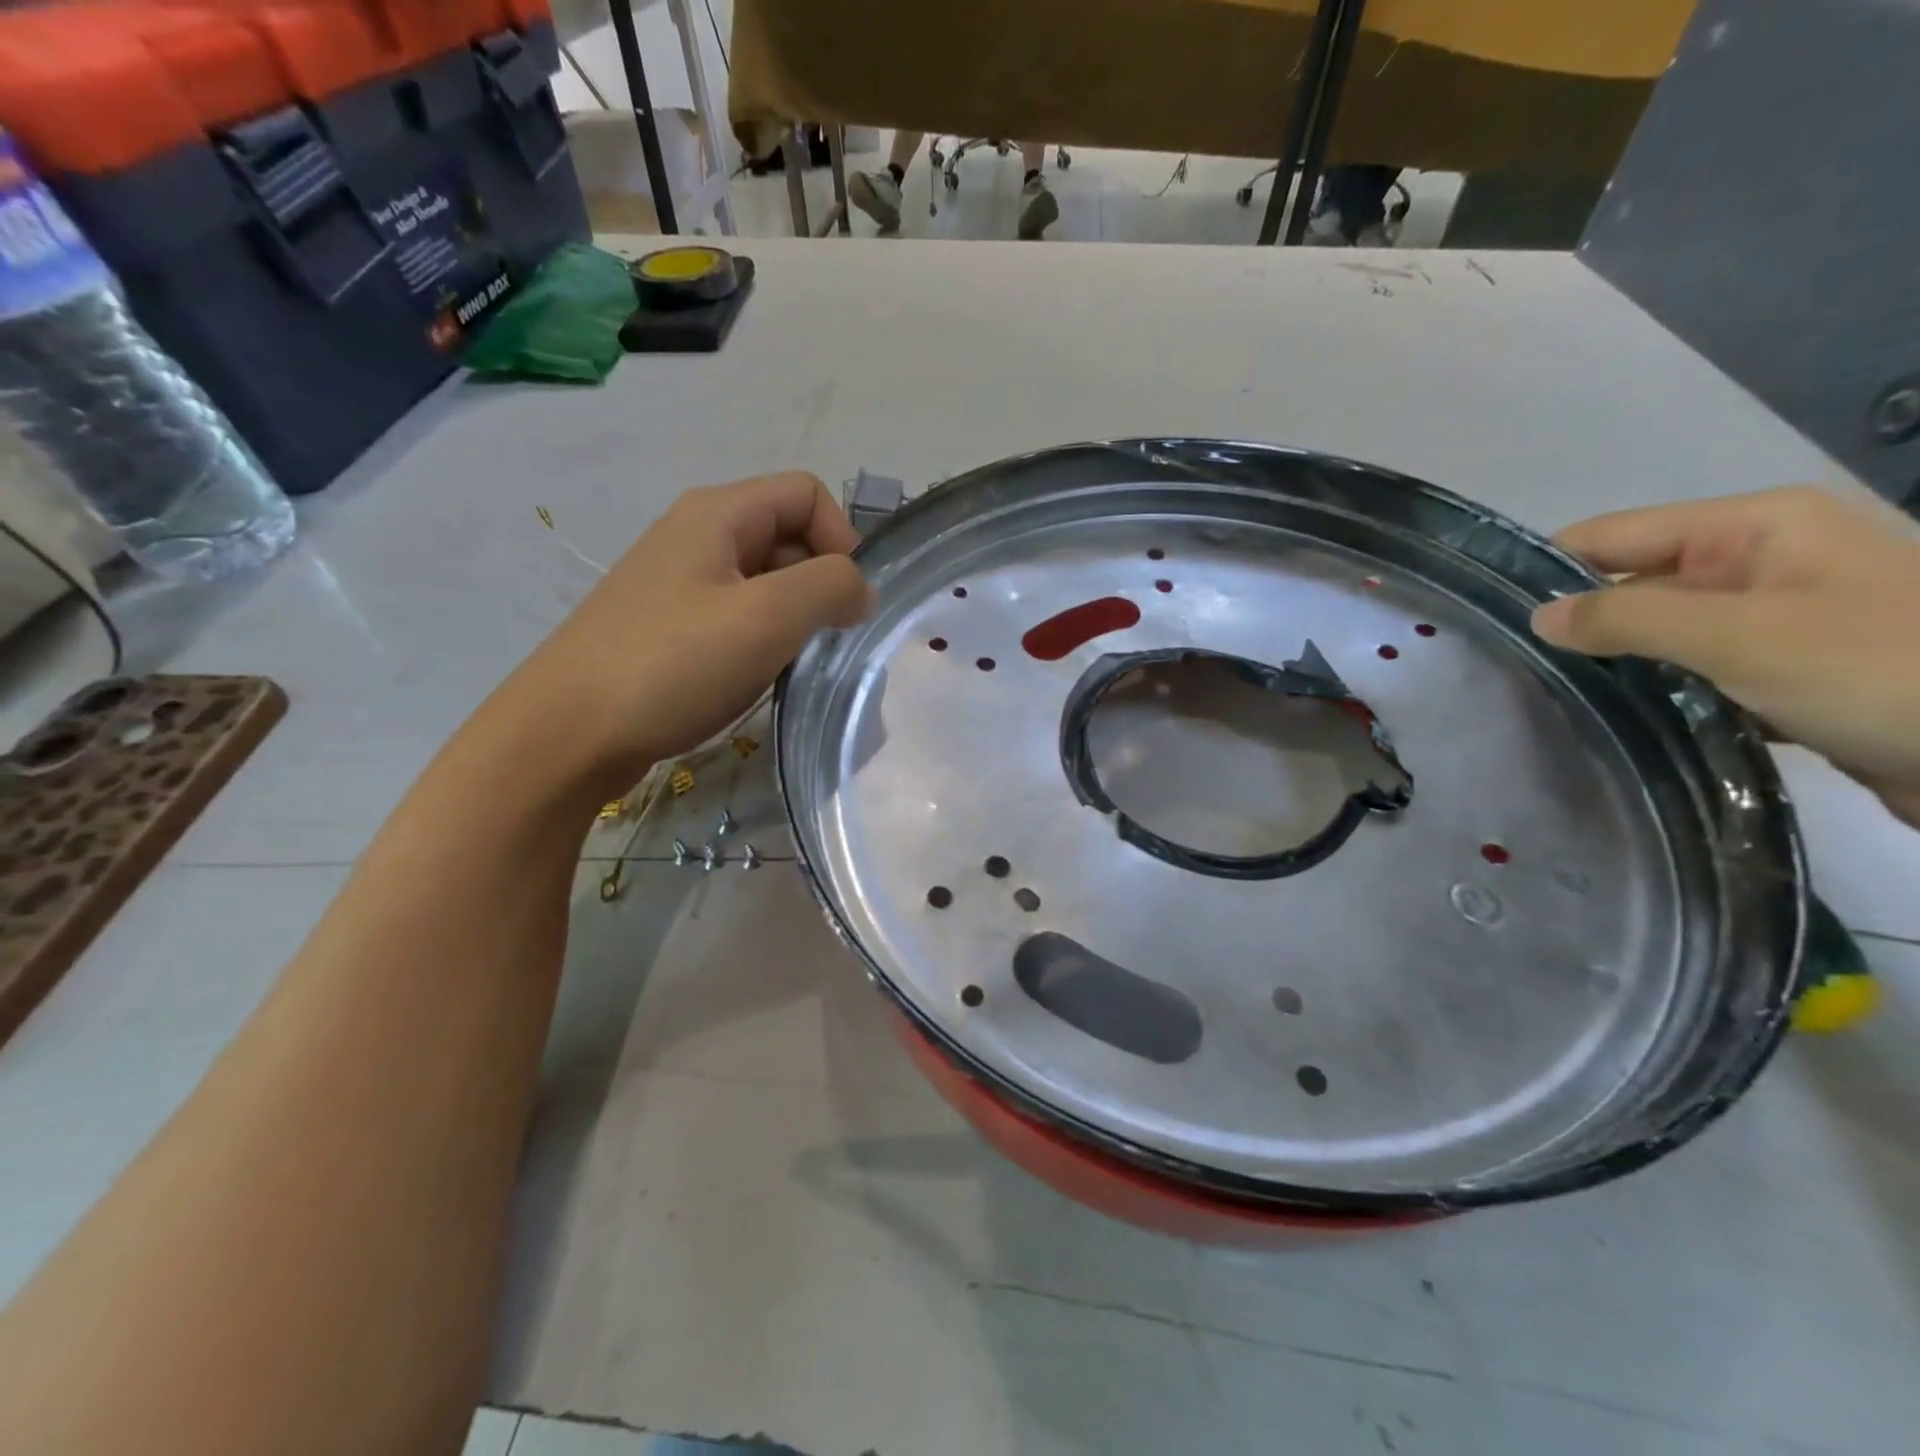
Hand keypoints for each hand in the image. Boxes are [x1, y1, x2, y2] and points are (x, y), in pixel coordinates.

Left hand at [510, 472, 873, 792]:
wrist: (566, 733)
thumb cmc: (671, 665)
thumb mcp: (767, 618)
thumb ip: (831, 588)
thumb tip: (862, 590)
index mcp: (718, 513)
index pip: (808, 494)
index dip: (842, 540)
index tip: (845, 603)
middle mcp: (697, 534)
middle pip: (788, 535)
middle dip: (819, 584)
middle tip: (821, 642)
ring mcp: (678, 581)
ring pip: (765, 581)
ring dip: (792, 618)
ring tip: (786, 664)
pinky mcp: (668, 624)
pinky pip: (737, 614)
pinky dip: (761, 639)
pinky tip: (752, 677)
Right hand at [1531, 485, 1919, 825]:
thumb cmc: (1882, 669)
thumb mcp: (1739, 635)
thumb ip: (1626, 619)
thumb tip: (1537, 617)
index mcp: (1752, 527)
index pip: (1612, 535)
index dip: (1548, 570)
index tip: (1488, 618)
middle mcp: (1758, 561)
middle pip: (1633, 584)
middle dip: (1579, 626)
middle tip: (1510, 673)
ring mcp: (1776, 617)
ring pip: (1661, 634)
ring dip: (1618, 665)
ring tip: (1550, 701)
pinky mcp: (1788, 669)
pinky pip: (1697, 671)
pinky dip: (1661, 692)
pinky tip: (1620, 721)